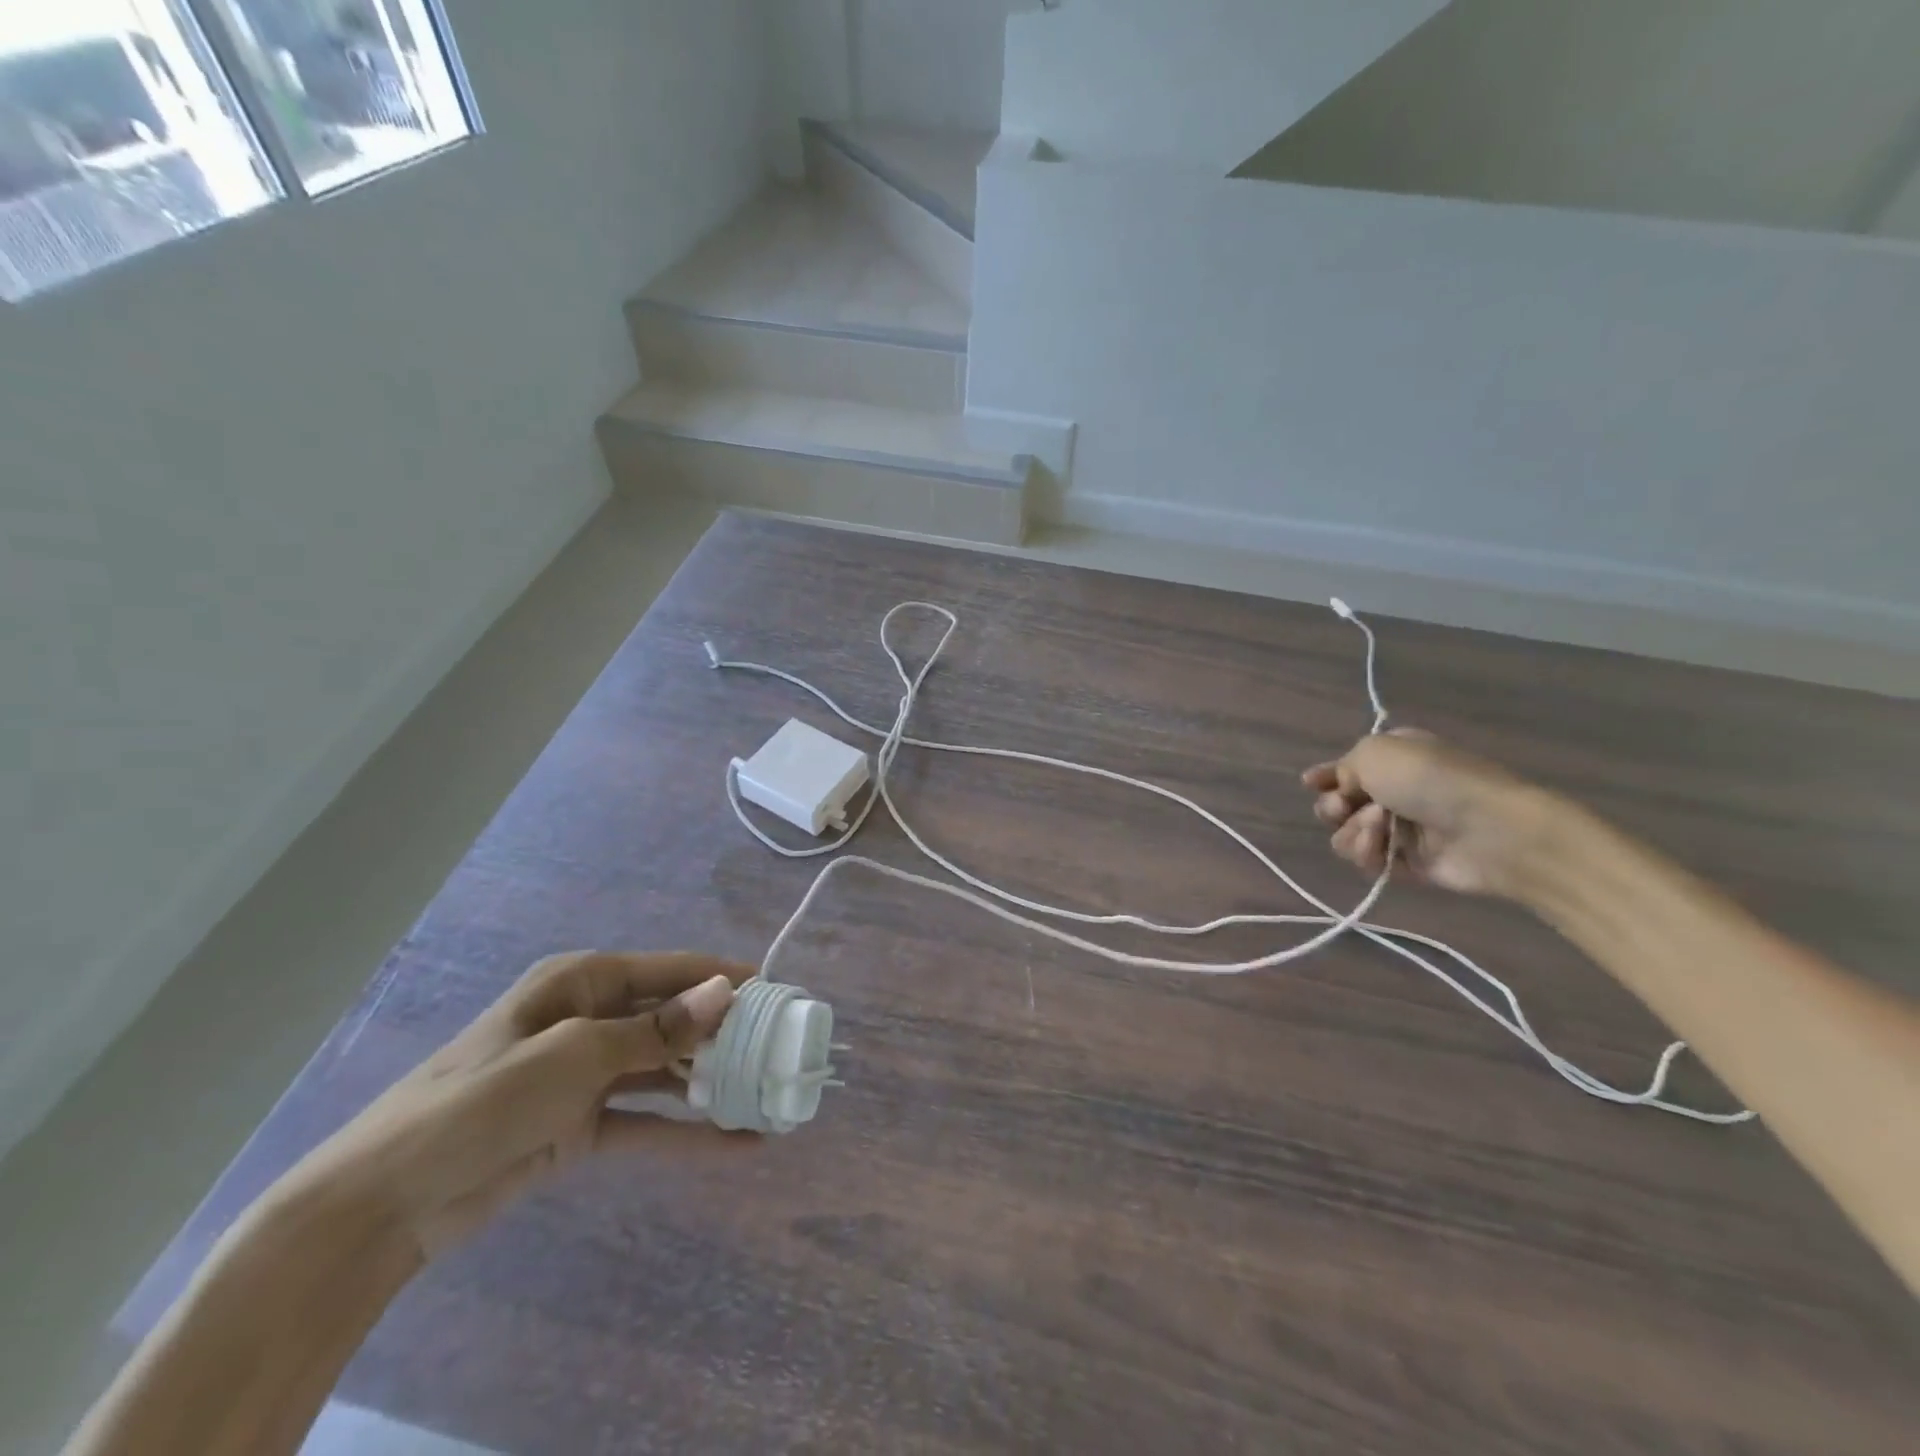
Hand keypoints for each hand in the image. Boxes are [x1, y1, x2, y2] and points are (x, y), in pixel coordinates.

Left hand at [290, 952, 750, 1257]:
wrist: (386, 1201)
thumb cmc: (483, 1100)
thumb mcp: (574, 1055)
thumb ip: (655, 1030)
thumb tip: (725, 991)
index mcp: (584, 982)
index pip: (672, 970)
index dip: (724, 978)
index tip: (777, 991)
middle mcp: (591, 1019)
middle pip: (673, 1018)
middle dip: (724, 1032)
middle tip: (781, 1048)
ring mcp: (588, 1074)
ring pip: (666, 1070)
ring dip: (712, 1082)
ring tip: (768, 1092)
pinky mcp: (582, 1125)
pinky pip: (647, 1121)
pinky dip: (687, 1132)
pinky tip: (736, 1143)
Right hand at [1301, 731, 1557, 897]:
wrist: (1488, 830)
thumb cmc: (1429, 780)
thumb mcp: (1374, 752)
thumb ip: (1342, 768)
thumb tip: (1342, 791)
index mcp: (1392, 758)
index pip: (1345, 768)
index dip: (1324, 777)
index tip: (1310, 784)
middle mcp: (1393, 791)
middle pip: (1338, 804)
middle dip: (1333, 807)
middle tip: (1343, 807)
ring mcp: (1401, 828)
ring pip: (1346, 835)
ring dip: (1353, 832)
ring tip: (1378, 829)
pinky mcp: (1406, 862)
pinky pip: (1368, 860)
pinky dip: (1368, 854)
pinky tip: (1383, 850)